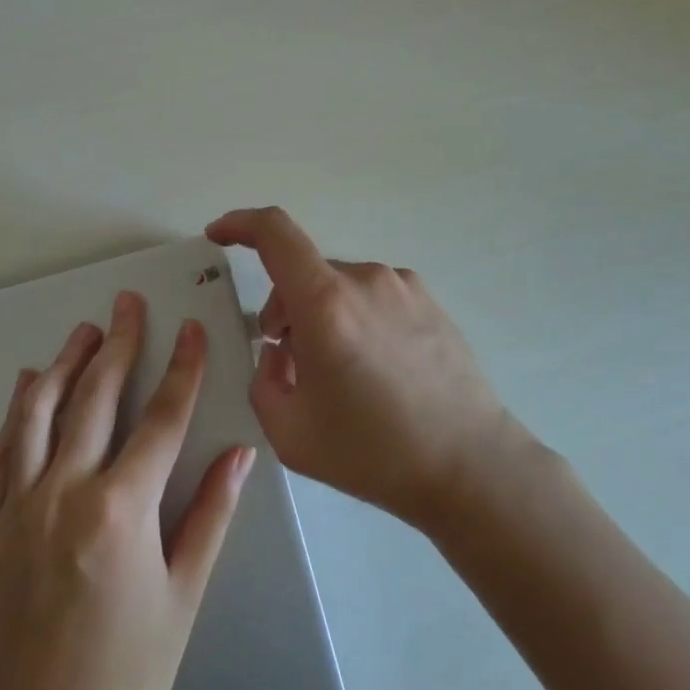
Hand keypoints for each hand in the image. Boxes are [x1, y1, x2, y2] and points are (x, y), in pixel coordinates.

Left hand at [0, 292, 254, 689]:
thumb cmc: (129, 675)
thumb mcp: (184, 594)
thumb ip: (211, 513)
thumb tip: (242, 452)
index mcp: (121, 510)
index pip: (162, 417)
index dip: (182, 367)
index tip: (191, 328)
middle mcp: (65, 495)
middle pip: (97, 397)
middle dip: (119, 342)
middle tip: (128, 303)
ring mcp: (18, 509)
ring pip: (40, 413)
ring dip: (65, 364)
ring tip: (84, 331)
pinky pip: (1, 454)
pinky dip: (17, 413)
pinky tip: (29, 385)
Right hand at [205, 207, 515, 532]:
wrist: (470, 466)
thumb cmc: (374, 452)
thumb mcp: (289, 432)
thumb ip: (263, 381)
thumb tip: (278, 352)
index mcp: (325, 303)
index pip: (274, 233)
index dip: (240, 223)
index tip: (219, 236)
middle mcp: (364, 279)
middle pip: (304, 273)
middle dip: (284, 308)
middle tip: (288, 362)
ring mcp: (402, 285)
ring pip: (339, 287)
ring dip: (322, 316)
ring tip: (340, 375)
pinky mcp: (429, 300)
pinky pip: (373, 297)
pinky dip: (356, 319)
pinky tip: (377, 369)